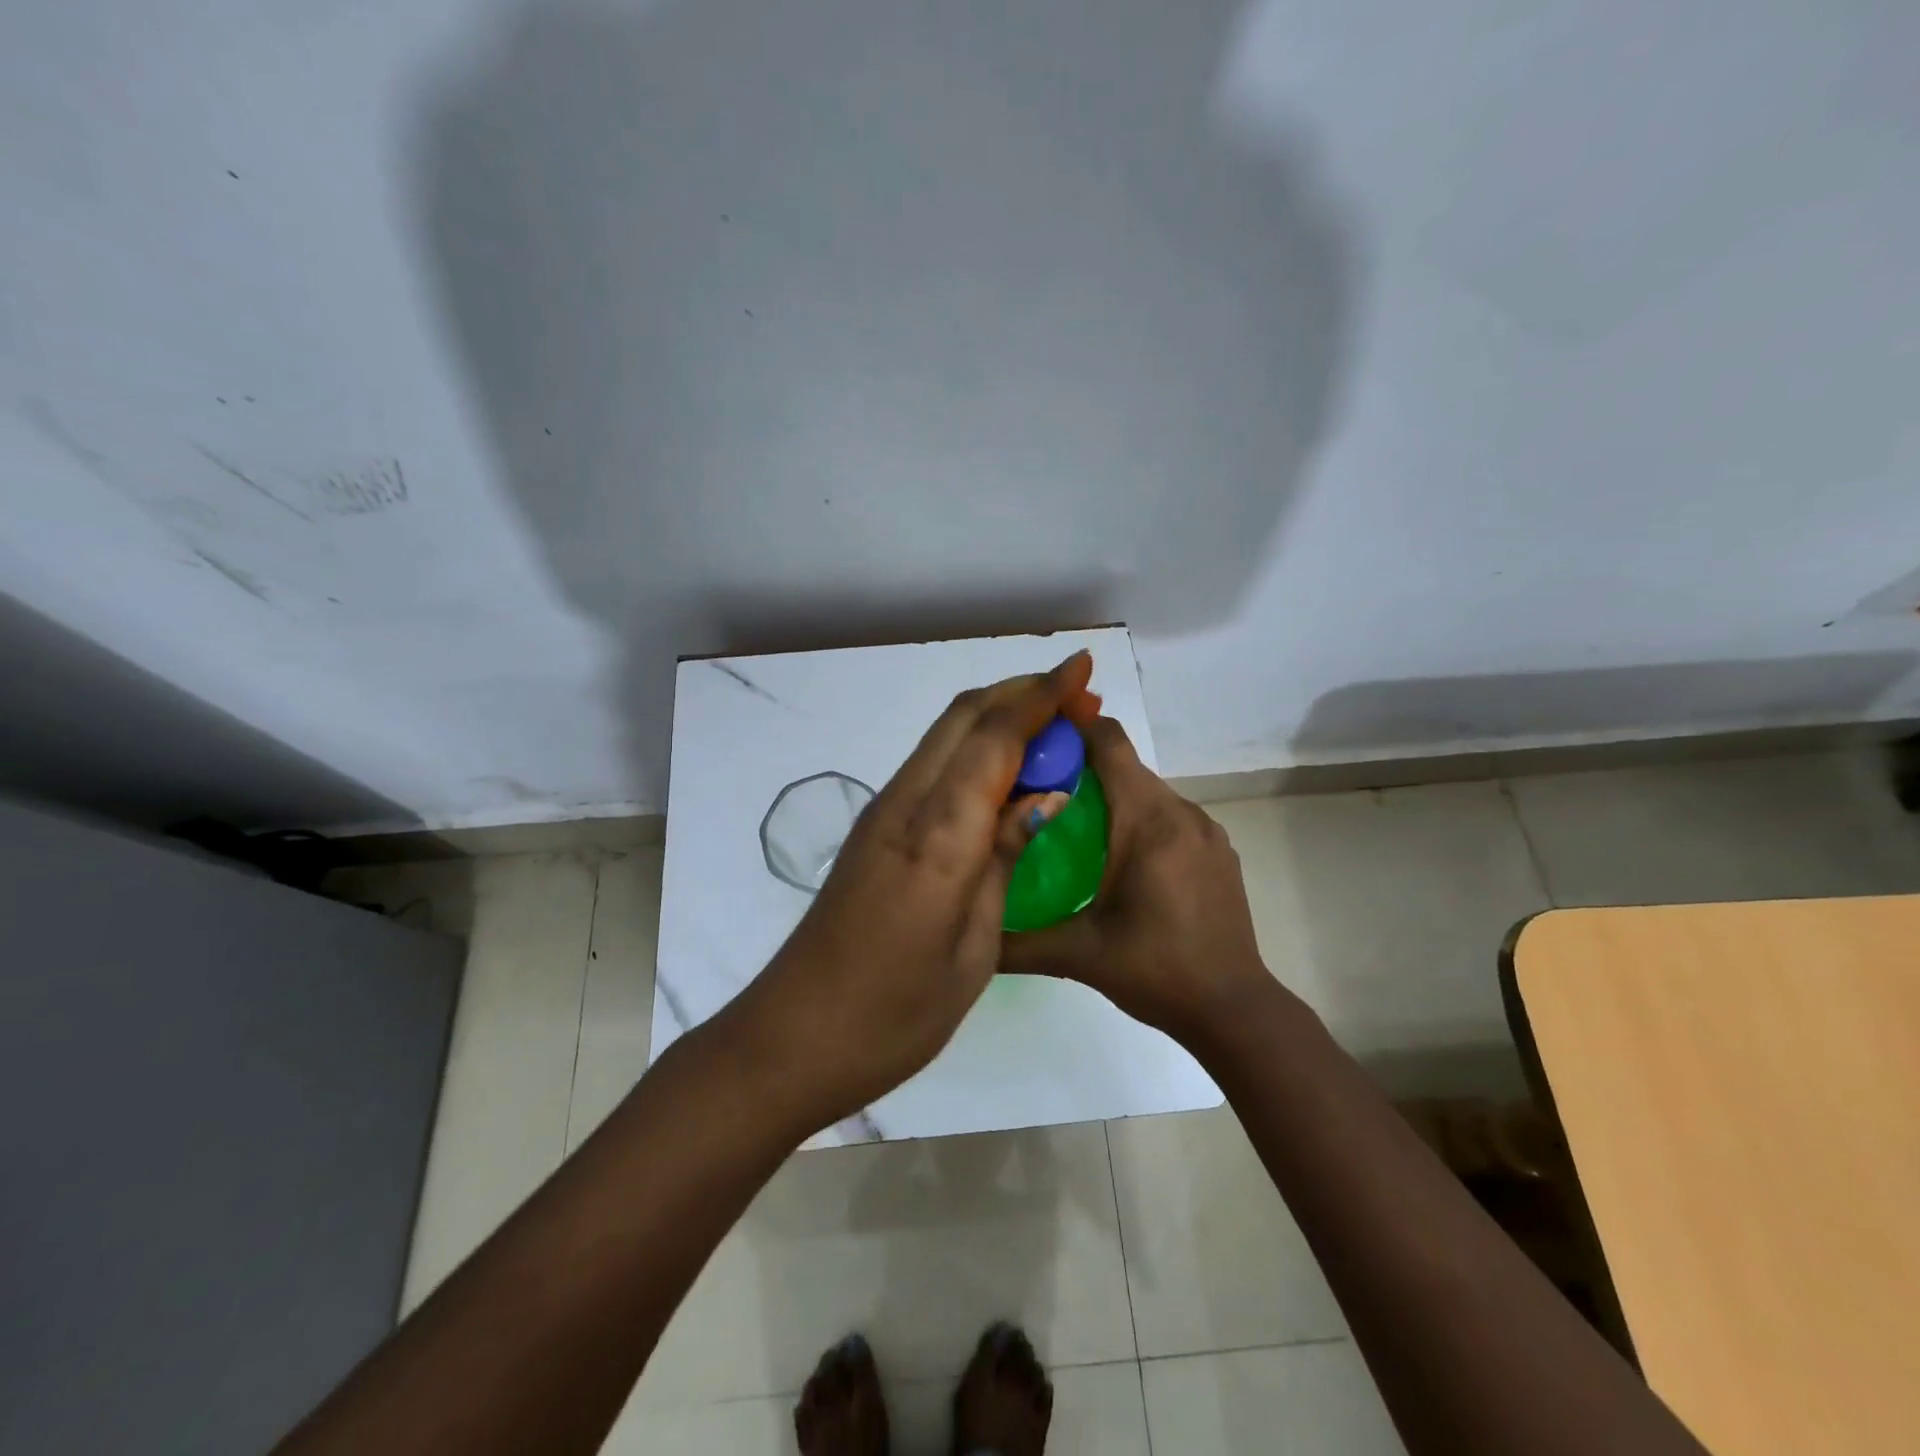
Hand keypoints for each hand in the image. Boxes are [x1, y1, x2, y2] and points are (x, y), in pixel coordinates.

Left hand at [743, 652, 1101, 1129]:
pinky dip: (974, 750)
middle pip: (963, 718)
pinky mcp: (874, 830)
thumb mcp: (973, 945)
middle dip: (1021, 693)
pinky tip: (1004, 774)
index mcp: (937, 834)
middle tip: (1075, 695)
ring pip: (945, 737)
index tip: (1082, 668)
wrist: (796, 1036)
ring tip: (1051, 727)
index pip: (994, 738)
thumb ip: (1004, 858)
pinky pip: (933, 767)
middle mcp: (905, 804)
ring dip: (997, 717)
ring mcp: (883, 814)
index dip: (1041, 696)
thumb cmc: (897, 1010)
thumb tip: (1044, 795)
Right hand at [999, 716, 1278, 1051]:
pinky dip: (1140, 819)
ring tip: (1072, 827)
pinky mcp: (1218, 850)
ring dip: (1111, 796)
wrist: (1235, 1009)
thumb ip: (1017, 941)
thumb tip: (968, 930)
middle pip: (1125, 766)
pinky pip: (1169, 815)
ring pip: (1147, 791)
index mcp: (1147, 821)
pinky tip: (1118, 859)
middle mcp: (1181, 812)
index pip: (1109, 743)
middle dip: (1081, 767)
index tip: (1034, 737)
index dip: (1072, 727)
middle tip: (1037, 790)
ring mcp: (1206, 830)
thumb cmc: (1156, 971)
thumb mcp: (1079, 954)